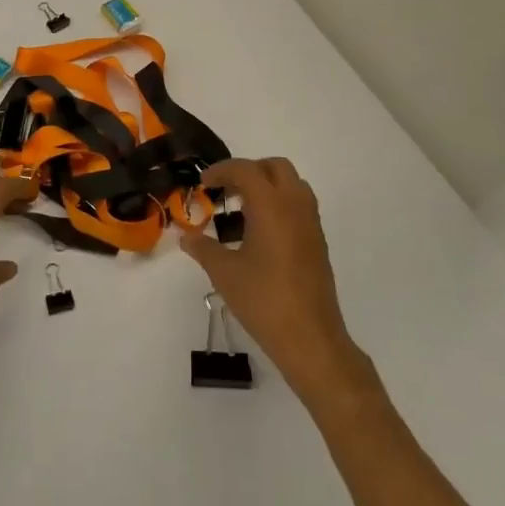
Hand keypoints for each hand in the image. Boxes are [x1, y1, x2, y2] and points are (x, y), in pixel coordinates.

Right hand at [181, 157, 374, 409]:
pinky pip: (299, 205)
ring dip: (267, 186)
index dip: (222, 170)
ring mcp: (311, 223)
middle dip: (248, 171)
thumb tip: (186, 237)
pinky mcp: (318, 241)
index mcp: (271, 205)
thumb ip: (203, 249)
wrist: (310, 338)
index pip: (246, 169)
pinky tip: (261, 234)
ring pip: (292, 184)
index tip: (204, 184)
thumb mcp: (225, 273)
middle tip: (226, 191)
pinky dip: (280, 204)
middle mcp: (295, 205)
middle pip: (275, 167)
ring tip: (242, 211)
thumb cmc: (263, 300)